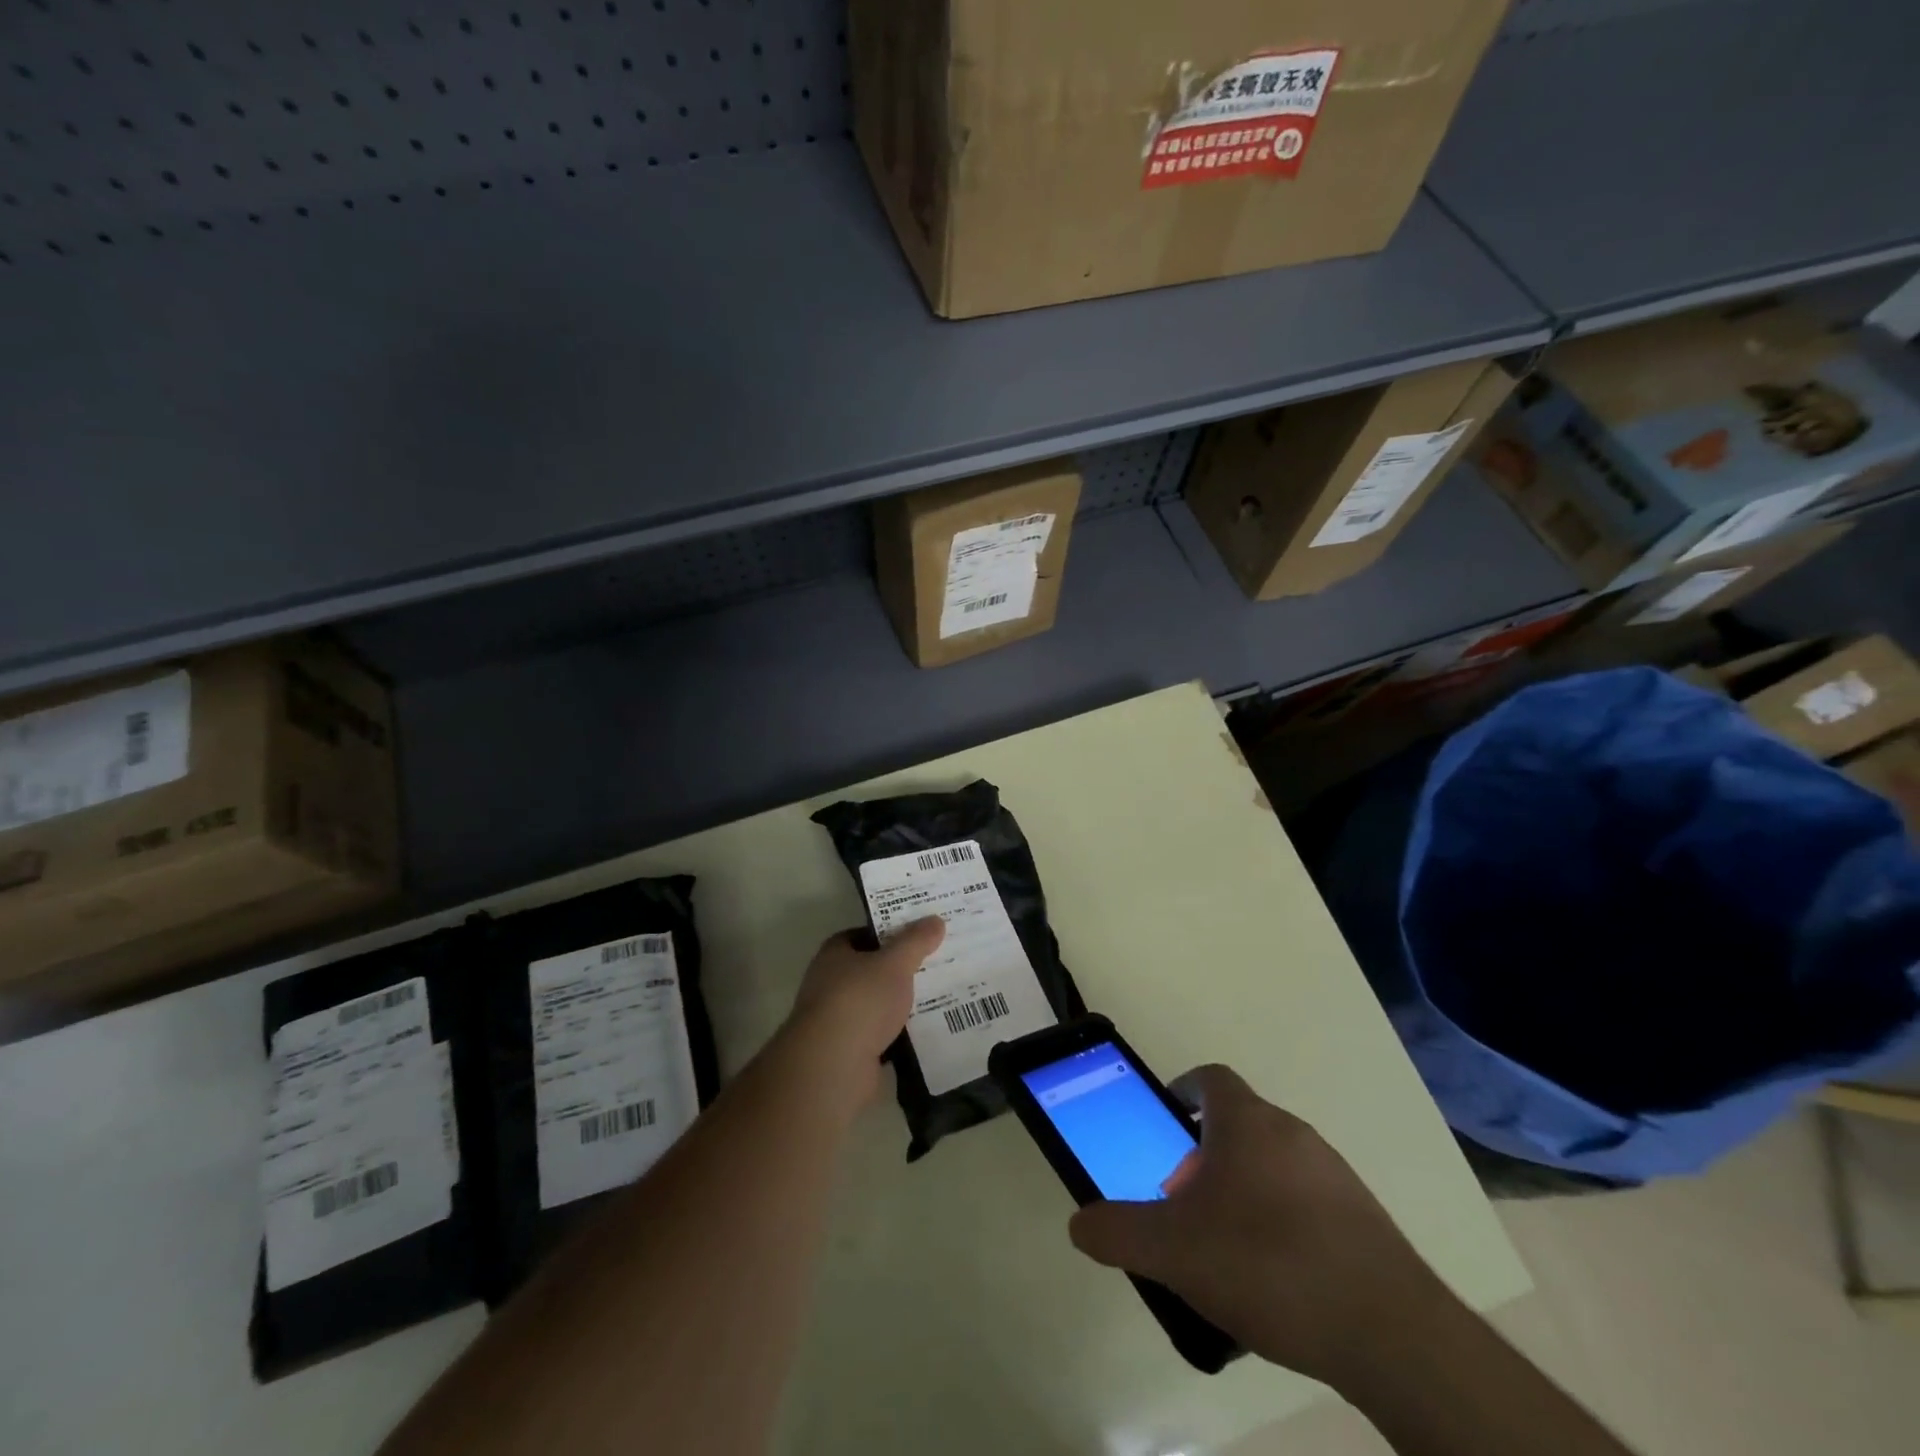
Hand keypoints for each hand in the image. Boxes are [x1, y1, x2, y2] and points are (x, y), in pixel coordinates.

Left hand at [786, 918, 945, 1099]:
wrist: (833, 1065)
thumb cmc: (860, 1001)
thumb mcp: (894, 963)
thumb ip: (915, 942)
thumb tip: (935, 920)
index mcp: (834, 954)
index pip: (863, 934)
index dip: (890, 932)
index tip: (919, 934)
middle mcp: (830, 983)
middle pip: (870, 969)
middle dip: (899, 969)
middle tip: (936, 963)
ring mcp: (837, 1019)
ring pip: (877, 1004)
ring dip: (900, 1003)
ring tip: (939, 996)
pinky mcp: (848, 1051)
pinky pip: (880, 1034)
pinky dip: (899, 1033)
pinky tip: (926, 1031)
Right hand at [1067, 1065, 1457, 1391]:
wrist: (1390, 1332)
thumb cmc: (1267, 1263)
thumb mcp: (1173, 1250)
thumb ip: (1118, 1232)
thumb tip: (1079, 1223)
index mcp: (1247, 1122)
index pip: (1210, 1078)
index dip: (1183, 1090)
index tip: (1166, 1122)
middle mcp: (1292, 1132)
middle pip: (1239, 1124)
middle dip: (1205, 1154)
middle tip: (1184, 1200)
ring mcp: (1335, 1173)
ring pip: (1274, 1163)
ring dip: (1244, 1188)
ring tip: (1226, 1246)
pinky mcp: (1364, 1218)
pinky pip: (1308, 1201)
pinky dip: (1283, 1221)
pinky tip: (1275, 1277)